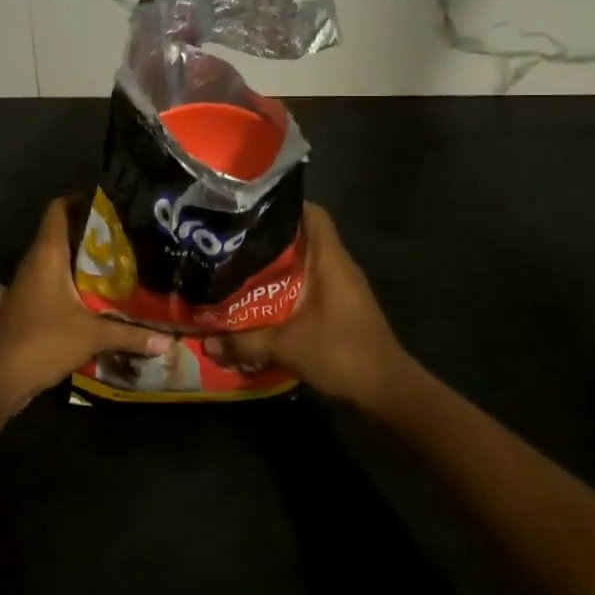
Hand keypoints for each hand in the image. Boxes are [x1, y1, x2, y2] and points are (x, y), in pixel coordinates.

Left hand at [0, 197, 170, 417]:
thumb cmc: (42, 341)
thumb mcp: (92, 335)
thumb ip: (131, 334)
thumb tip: (170, 341)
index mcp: (47, 254)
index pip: (59, 209)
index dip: (81, 198)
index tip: (112, 200)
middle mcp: (36, 262)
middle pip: (64, 233)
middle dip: (94, 232)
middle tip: (130, 233)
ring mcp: (30, 285)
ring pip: (60, 260)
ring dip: (86, 261)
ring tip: (124, 261)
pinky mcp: (30, 306)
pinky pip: (57, 284)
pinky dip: (77, 284)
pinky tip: (103, 296)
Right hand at [208, 204, 410, 407]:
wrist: (387, 390)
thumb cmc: (341, 353)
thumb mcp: (287, 347)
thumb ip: (245, 342)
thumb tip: (207, 342)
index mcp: (330, 259)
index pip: (313, 213)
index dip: (284, 205)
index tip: (250, 210)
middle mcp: (338, 265)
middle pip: (303, 236)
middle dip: (270, 238)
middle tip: (234, 241)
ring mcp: (343, 287)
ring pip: (306, 262)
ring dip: (277, 265)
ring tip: (241, 267)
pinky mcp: (341, 306)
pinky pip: (310, 283)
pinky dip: (288, 286)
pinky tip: (263, 299)